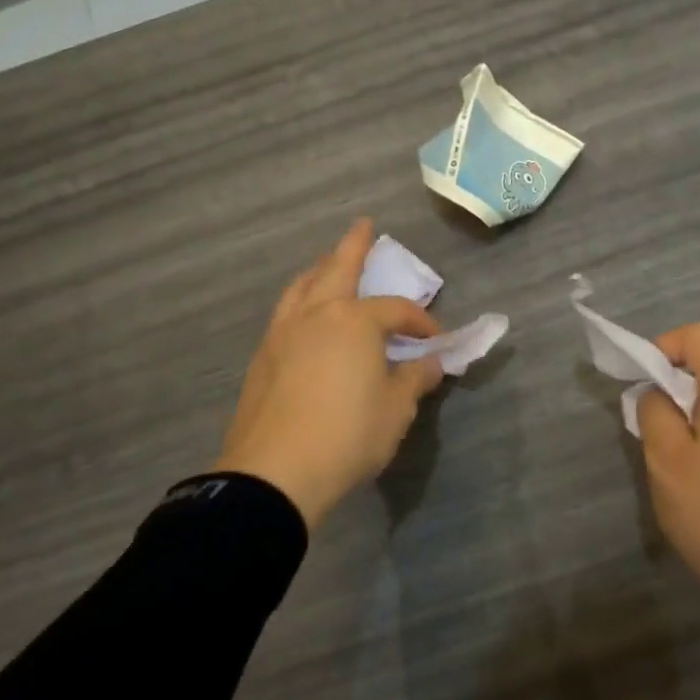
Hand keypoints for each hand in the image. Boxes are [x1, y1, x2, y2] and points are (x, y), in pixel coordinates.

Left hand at [215, 219, 446, 528]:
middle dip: (354, 245)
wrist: (274, 473)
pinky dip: (300, 300)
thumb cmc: (346, 436)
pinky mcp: (262, 356)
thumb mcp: (395, 411)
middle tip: (364, 225)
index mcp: (355, 321)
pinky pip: (285, 312)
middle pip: (338, 268)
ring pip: (302, 286)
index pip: (396, 310)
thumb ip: (414, 380)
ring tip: (328, 264)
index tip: (436, 339)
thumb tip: (432, 363)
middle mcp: (316, 314)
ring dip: (320, 269)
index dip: (421, 321)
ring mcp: (283, 332)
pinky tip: (305, 316)